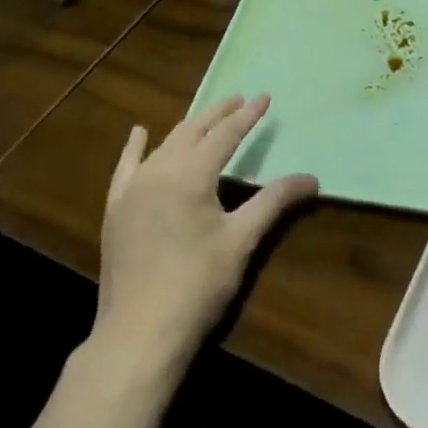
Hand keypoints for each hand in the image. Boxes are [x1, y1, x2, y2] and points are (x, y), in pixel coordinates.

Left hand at [96, 95, 317, 369]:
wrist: (140, 331)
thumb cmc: (198, 284)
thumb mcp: (241, 240)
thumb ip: (273, 202)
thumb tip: (311, 178)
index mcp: (190, 175)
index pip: (224, 136)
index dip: (246, 116)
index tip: (264, 97)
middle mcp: (158, 172)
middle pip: (191, 132)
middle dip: (217, 114)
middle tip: (239, 98)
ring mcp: (131, 190)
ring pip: (163, 146)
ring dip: (187, 128)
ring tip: (206, 117)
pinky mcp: (116, 210)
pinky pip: (126, 168)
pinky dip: (135, 148)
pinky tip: (139, 134)